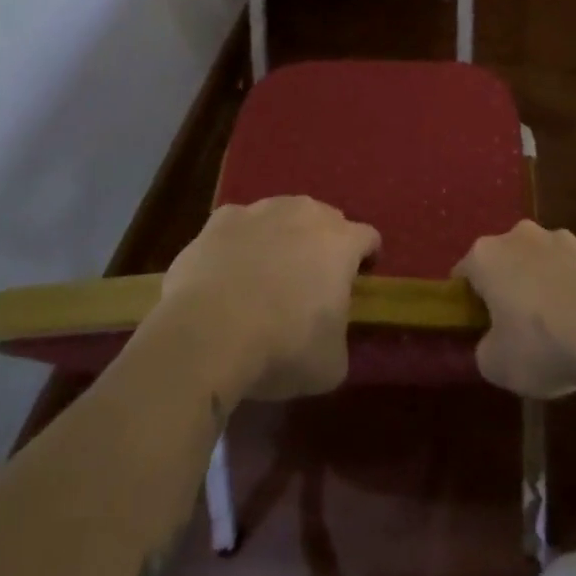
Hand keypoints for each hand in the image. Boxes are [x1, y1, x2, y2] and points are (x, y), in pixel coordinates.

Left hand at [158, 195, 378, 400]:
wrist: (207, 333)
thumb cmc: (282, 347)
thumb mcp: (331, 364)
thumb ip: (339, 338)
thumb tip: (329, 335)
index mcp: (341, 242)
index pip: (368, 237)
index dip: (366, 257)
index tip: (359, 278)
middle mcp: (305, 214)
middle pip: (326, 218)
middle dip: (324, 242)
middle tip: (312, 278)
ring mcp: (259, 211)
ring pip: (281, 214)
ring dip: (282, 235)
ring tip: (268, 271)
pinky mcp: (219, 220)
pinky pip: (239, 224)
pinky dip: (240, 241)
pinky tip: (229, 269)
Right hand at [453, 221, 575, 398]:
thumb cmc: (542, 343)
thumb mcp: (496, 364)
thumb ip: (484, 350)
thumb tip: (492, 343)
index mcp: (485, 256)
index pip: (463, 275)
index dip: (467, 304)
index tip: (478, 330)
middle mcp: (517, 235)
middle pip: (502, 264)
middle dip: (505, 290)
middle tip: (514, 331)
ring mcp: (558, 238)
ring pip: (537, 264)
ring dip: (539, 287)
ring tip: (555, 331)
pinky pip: (569, 272)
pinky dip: (569, 291)